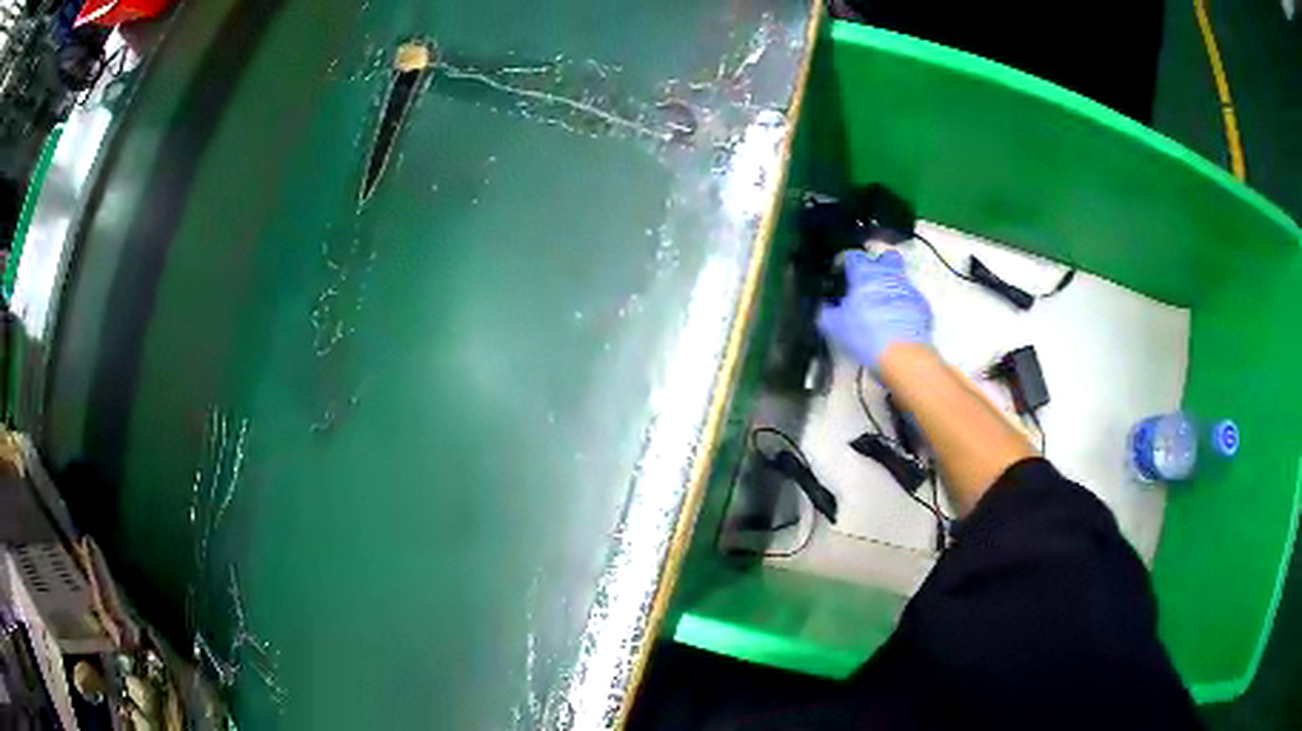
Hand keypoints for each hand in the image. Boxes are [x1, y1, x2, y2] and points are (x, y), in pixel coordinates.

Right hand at [817, 250, 932, 369]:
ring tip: (884, 307)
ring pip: (900, 277)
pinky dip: (904, 305)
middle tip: (870, 282)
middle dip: (880, 264)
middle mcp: (888, 274)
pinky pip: (911, 298)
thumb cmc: (865, 334)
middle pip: (886, 257)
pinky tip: (898, 321)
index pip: (853, 256)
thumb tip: (824, 308)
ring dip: (892, 287)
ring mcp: (909, 288)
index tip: (844, 274)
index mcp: (864, 274)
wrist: (904, 355)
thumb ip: (827, 312)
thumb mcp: (836, 326)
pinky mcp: (923, 306)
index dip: (847, 263)